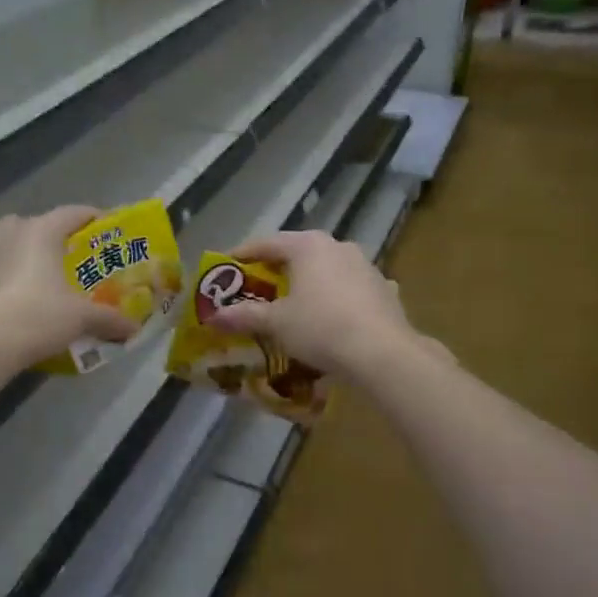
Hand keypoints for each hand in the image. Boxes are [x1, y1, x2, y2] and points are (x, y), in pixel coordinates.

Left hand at [0, 206, 138, 368]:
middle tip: (69, 258)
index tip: (105, 226)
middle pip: (38, 224)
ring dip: (22, 251)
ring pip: (8, 241)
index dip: (91, 217)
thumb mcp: (82, 318)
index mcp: (41, 230)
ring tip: (36, 273)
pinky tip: (10, 291)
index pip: (72, 213)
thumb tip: (133, 329)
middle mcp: (10, 230)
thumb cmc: (40, 316)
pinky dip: (1, 271)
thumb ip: (109, 319)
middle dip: (54, 238)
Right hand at [207, 229, 420, 378]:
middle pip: (298, 253)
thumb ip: (244, 316)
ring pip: (327, 269)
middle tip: (257, 285)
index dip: (243, 255)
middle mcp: (338, 246)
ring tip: (294, 302)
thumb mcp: (276, 323)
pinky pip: (350, 288)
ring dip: (309, 282)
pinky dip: (335, 297)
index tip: (226, 266)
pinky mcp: (384, 288)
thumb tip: (213, 317)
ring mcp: (365, 266)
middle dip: (277, 269)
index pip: (267, 243)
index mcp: (308, 246)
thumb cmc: (320, 328)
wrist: (381, 352)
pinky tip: (332, 314)